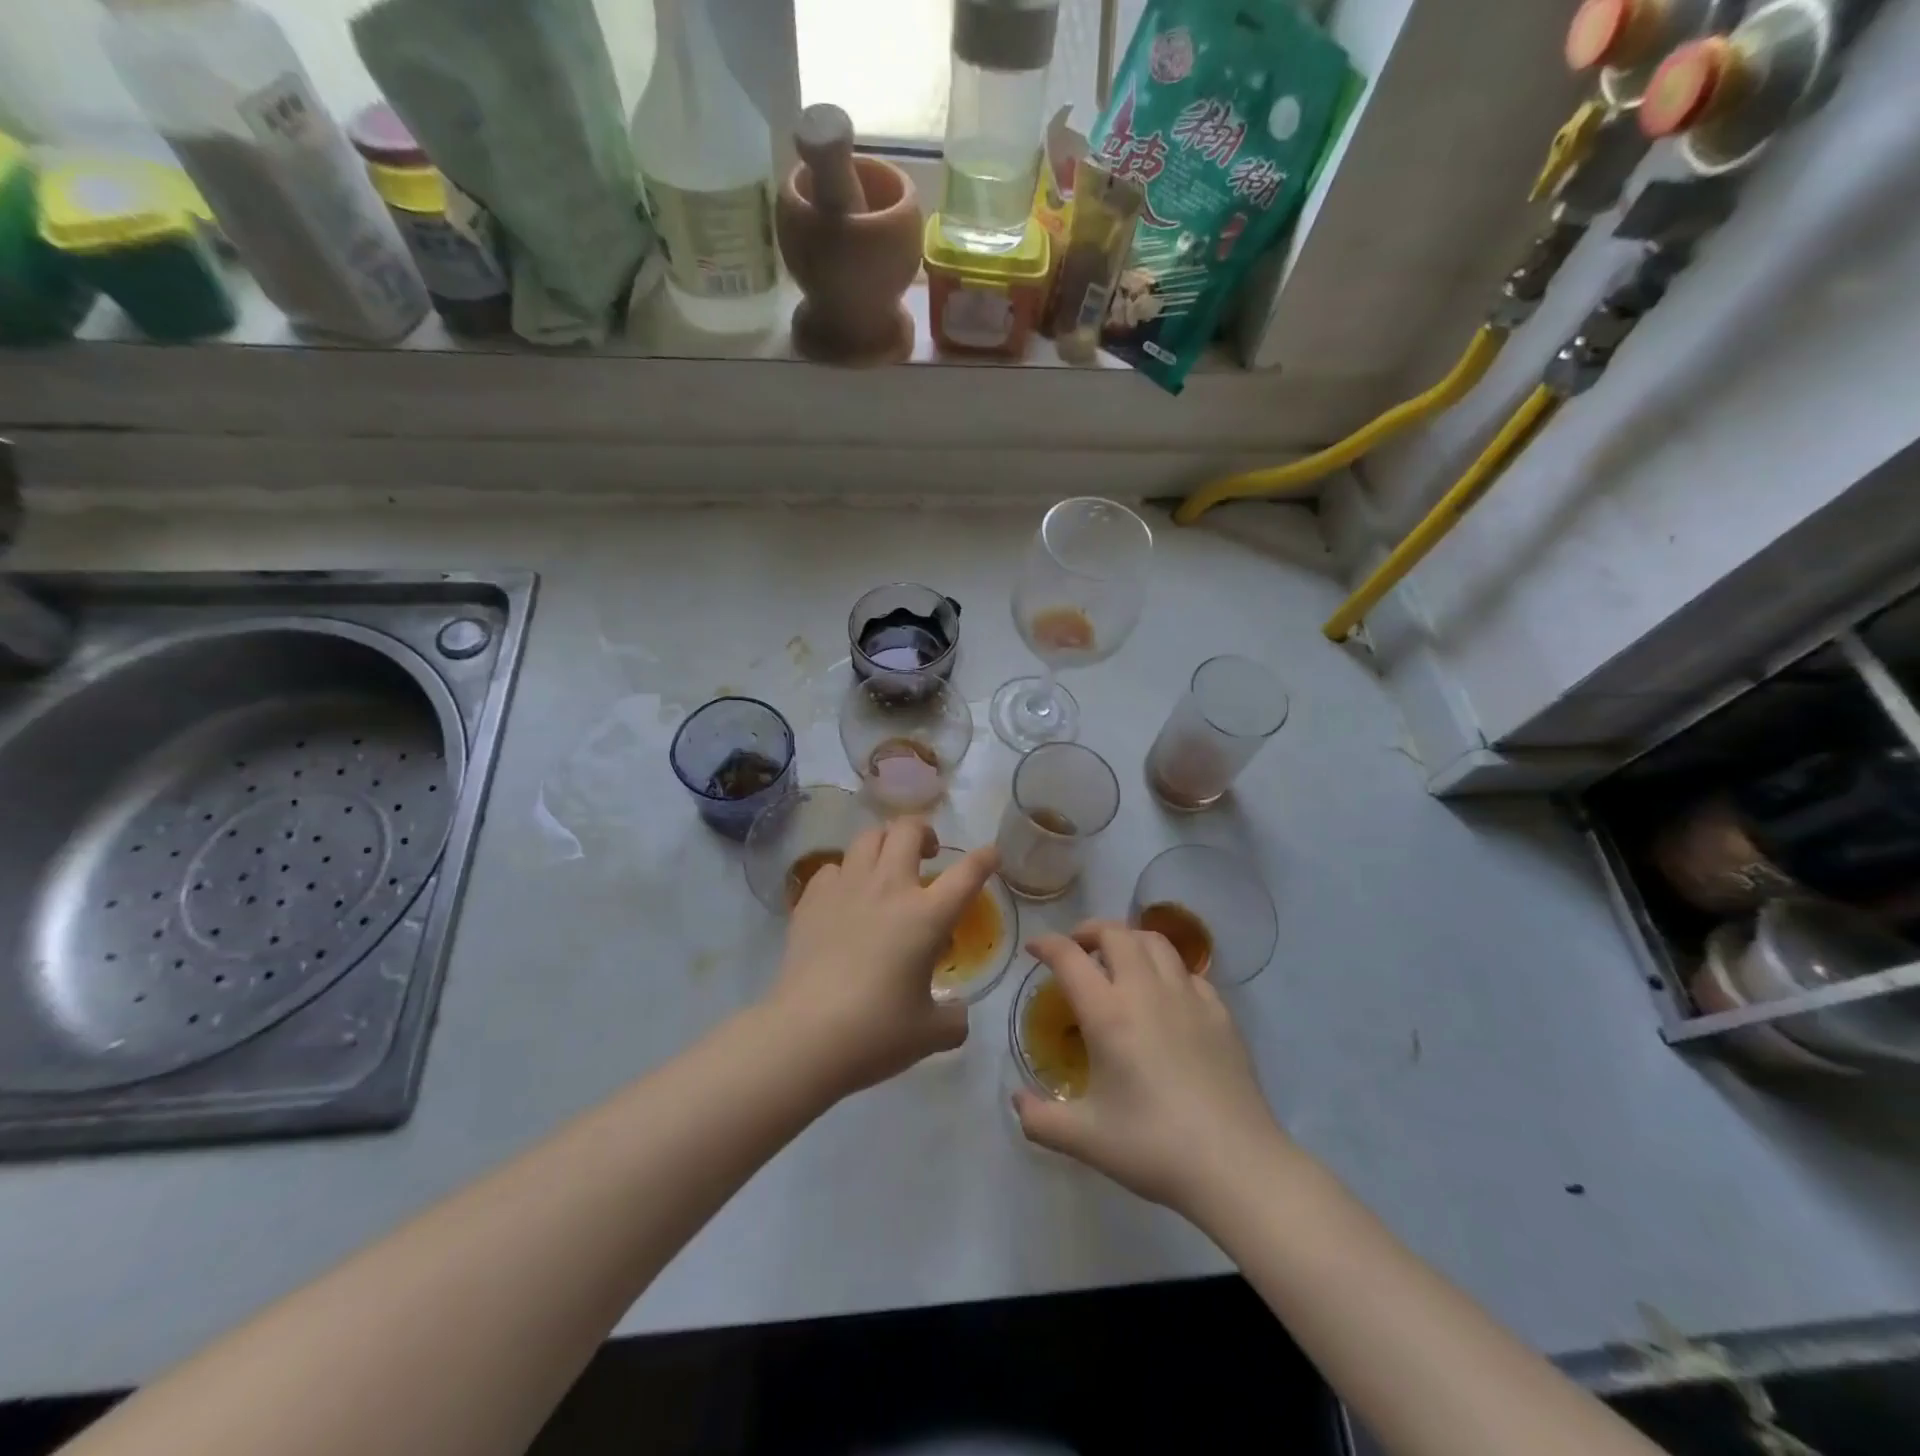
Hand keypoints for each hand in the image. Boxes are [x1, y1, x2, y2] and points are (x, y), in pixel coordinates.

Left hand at [769, 819, 997, 1097]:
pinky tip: (845, 896)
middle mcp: (889, 888)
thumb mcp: (930, 1033)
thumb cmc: (876, 1033)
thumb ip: (954, 1019)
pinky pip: (833, 867)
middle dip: (924, 831)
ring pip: (868, 837)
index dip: (984, 858)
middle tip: (929, 854)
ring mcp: (847, 889)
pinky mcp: (812, 900)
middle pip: (908, 830)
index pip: (967, 872)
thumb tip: (958, 1015)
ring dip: (884, 843)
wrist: (805, 1036)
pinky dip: (845, 873)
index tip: (990, 855)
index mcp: (927, 916)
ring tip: (886, 866)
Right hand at [1012, 921, 1287, 1212]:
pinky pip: (1187, 971)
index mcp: (1108, 1014)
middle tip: (1077, 950)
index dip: (1047, 944)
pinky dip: (1166, 968)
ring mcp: (1188, 996)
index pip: (1070, 957)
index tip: (1034, 949)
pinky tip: (1164, 994)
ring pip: (1155, 941)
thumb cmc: (1153, 1147)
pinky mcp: (1220, 1012)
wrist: (1236, 1165)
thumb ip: (1040, 1119)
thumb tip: (1016, 1101)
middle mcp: (1146, 991)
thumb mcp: (1084, 1139)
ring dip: (1129, 940)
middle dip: (1089, 931)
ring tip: (1119, 959)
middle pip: (1115, 933)